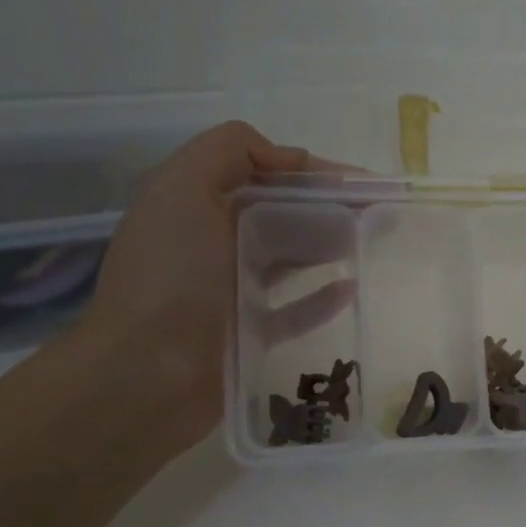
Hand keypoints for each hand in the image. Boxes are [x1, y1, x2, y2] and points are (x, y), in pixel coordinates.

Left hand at [76, 122, 350, 451]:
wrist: (147, 375)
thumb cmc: (171, 277)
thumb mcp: (183, 190)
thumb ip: (229, 151)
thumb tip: (290, 157)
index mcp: (194, 202)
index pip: (262, 172)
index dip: (311, 171)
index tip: (359, 183)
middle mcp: (210, 242)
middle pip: (280, 213)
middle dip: (328, 207)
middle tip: (378, 214)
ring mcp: (229, 290)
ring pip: (289, 258)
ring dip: (329, 245)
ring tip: (372, 242)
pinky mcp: (249, 333)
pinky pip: (294, 310)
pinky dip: (321, 297)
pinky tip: (351, 288)